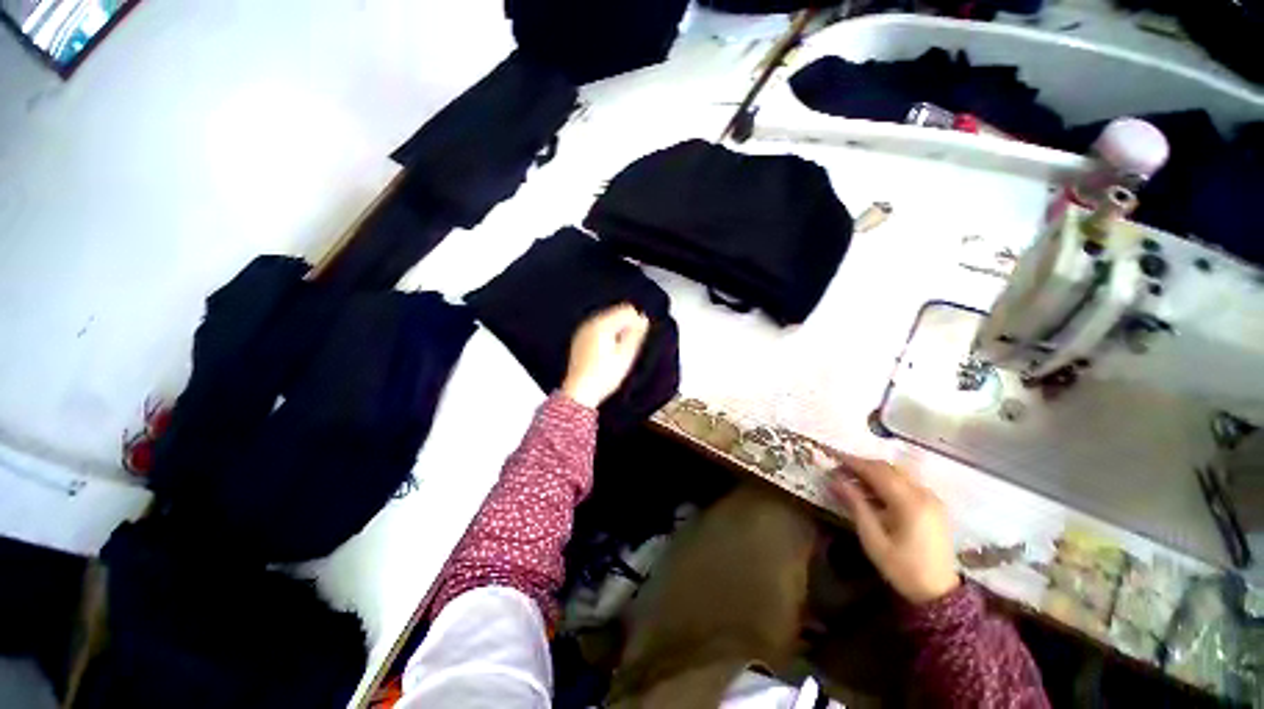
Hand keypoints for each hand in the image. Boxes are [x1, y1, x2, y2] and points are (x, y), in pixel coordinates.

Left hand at [561, 304, 649, 408]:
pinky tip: (608, 353)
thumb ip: (636, 334)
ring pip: (607, 321)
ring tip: (619, 352)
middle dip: (626, 325)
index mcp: (601, 324)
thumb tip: (643, 319)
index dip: (637, 321)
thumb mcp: (626, 355)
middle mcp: (590, 323)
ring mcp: (583, 331)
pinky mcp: (580, 340)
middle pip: (615, 313)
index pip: (626, 310)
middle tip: (630, 347)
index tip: (640, 338)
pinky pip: (598, 330)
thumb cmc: (604, 375)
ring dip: (617, 331)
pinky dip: (607, 336)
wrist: (579, 392)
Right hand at [830, 454, 959, 604]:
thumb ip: (855, 505)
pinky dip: (888, 480)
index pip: (877, 471)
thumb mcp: (873, 538)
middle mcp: (924, 494)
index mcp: (910, 503)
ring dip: (875, 471)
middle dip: (863, 465)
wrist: (938, 593)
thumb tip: (836, 480)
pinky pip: (907, 482)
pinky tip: (874, 489)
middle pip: (889, 468)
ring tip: (853, 477)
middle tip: (840, 468)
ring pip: (899, 473)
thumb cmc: (902, 567)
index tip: (833, 456)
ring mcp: (932, 499)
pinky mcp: (934, 505)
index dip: (853, 462)